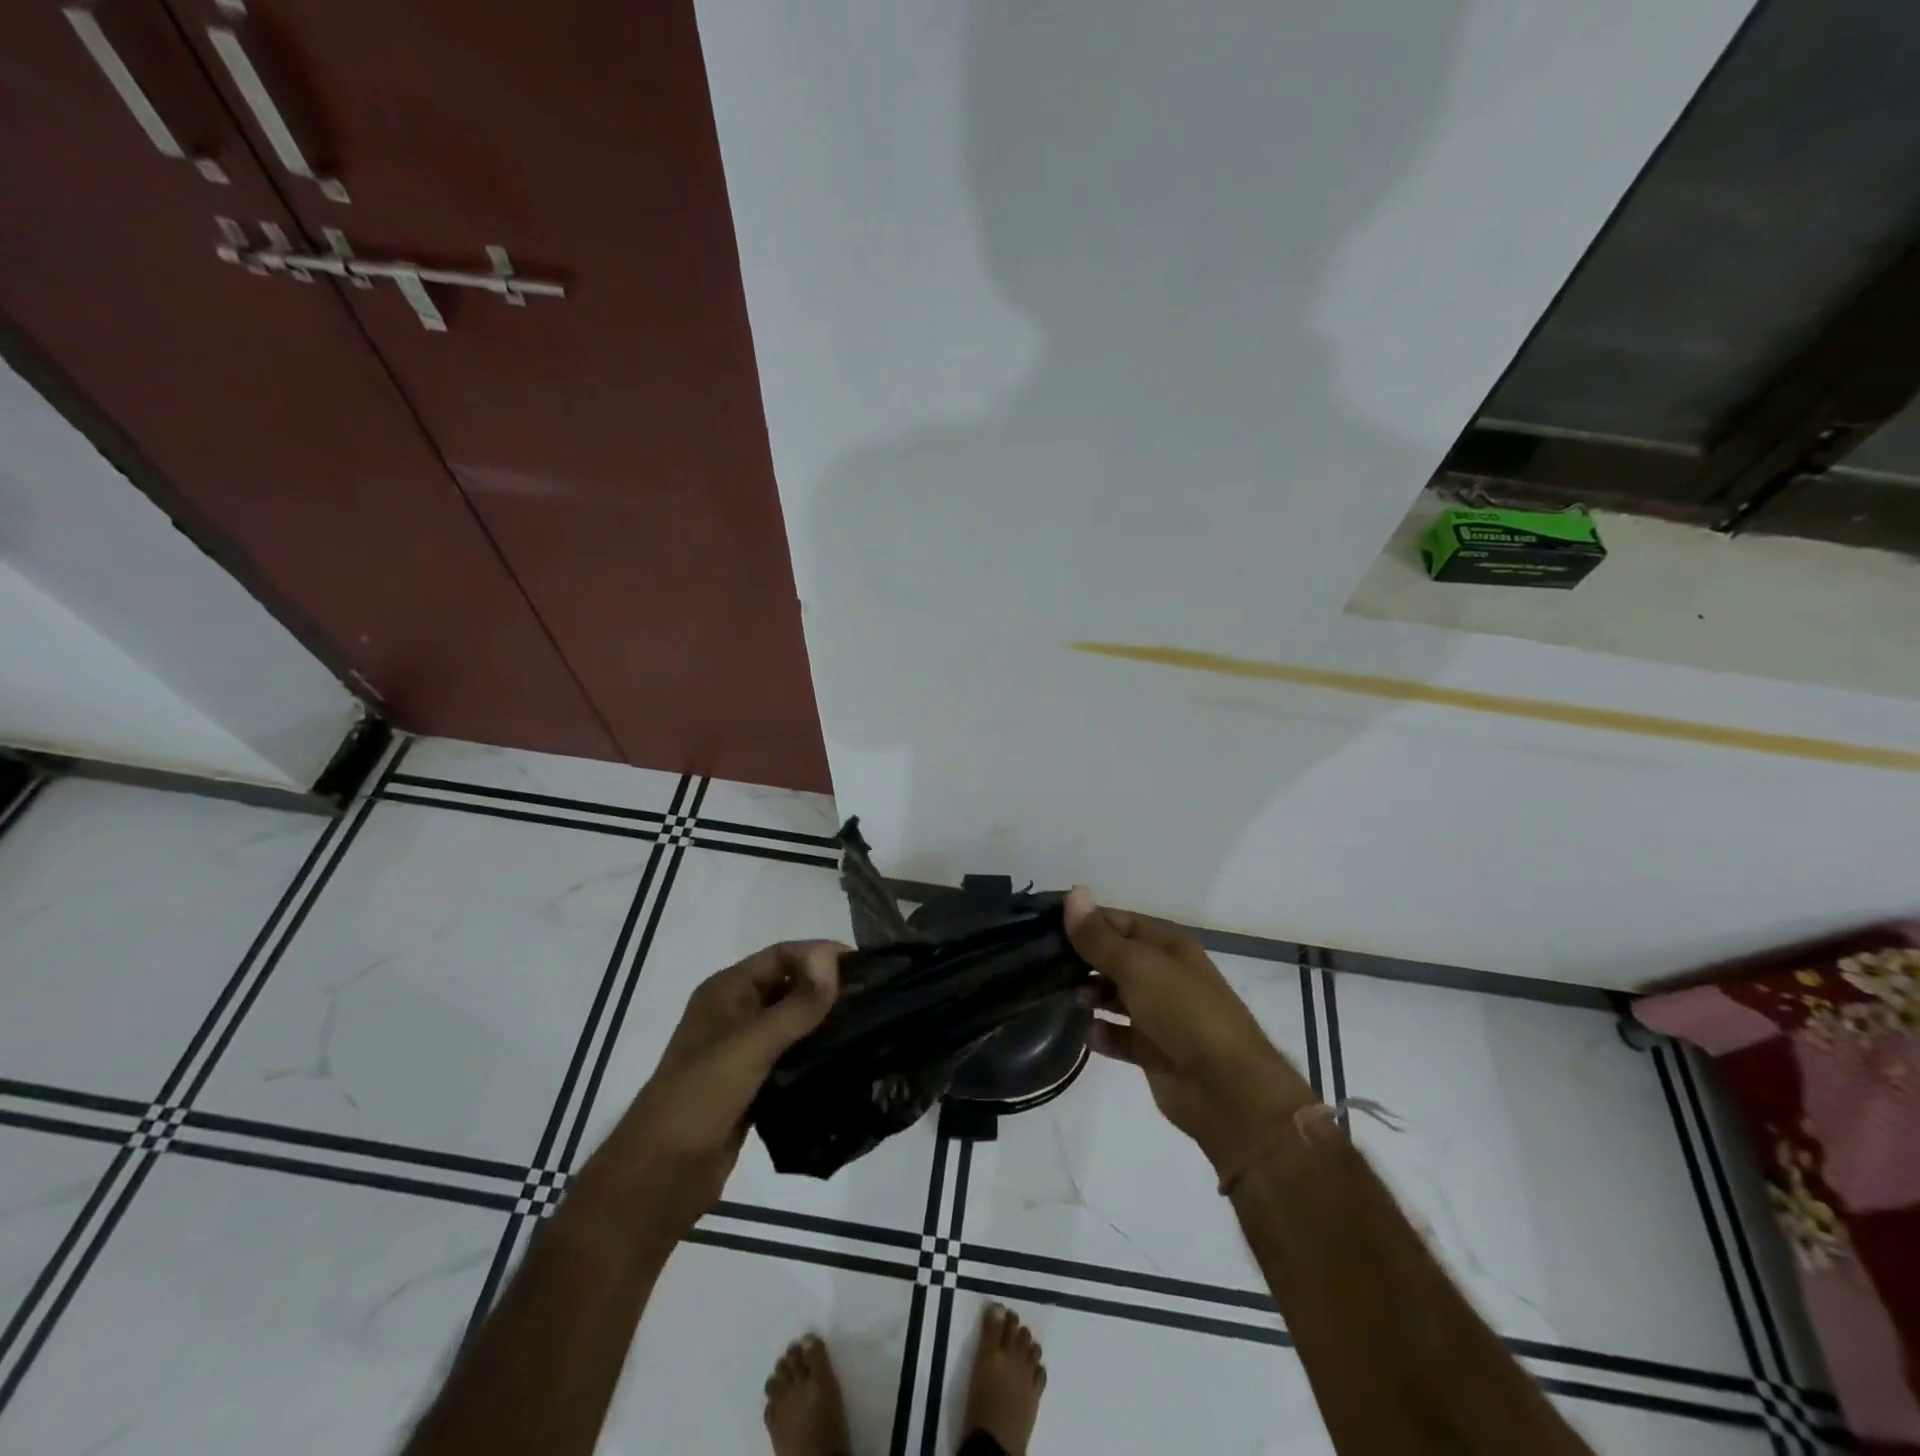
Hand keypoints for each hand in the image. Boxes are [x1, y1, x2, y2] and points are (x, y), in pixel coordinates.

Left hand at [611, 942, 843, 1225]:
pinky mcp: (752, 1085)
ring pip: (792, 1023)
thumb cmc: (701, 1094)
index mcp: (727, 990)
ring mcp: (742, 1051)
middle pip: (788, 985)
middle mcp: (735, 1013)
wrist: (660, 1176)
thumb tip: (834, 957)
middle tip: (875, 997)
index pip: (782, 955)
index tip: (866, 967)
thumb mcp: (752, 1043)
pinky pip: (790, 1057)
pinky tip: (846, 1060)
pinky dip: (815, 1054)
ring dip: (824, 1021)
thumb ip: (797, 1003)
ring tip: (869, 1025)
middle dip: (827, 987)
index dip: (821, 954)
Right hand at [1064, 887, 1314, 1178]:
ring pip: (1113, 997)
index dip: (1083, 921)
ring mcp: (1158, 1013)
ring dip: (1088, 997)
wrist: (1226, 1088)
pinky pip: (1117, 1035)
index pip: (1117, 921)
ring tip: (1058, 998)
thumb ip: (1099, 936)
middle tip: (1039, 965)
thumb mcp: (1137, 966)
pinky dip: (1100, 1034)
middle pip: (1113, 958)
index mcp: (1166, 945)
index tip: (1042, 926)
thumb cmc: (1182, 1011)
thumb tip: (1074, 893)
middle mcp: (1162, 974)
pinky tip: (1083, 1033)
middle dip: (1080, 961)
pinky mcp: (1151, 1050)